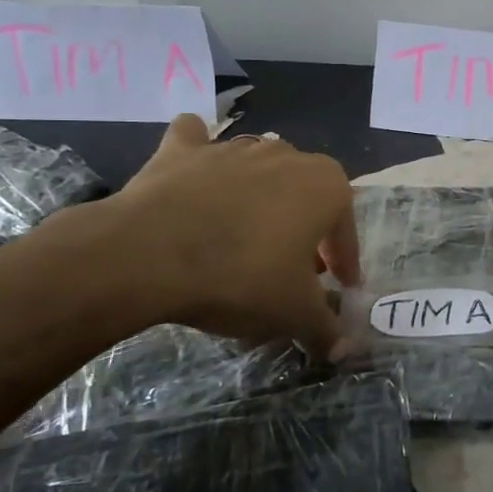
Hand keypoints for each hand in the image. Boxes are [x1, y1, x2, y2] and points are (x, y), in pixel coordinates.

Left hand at [99, 116, 359, 353]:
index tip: (337, 288)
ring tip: (243, 238)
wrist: (147, 255)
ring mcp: (232, 148)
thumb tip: (343, 348)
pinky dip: (198, 154)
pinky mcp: (181, 150)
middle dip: (304, 230)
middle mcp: (286, 156)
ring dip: (259, 198)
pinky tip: (194, 174)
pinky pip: (197, 143)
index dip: (343, 263)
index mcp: (326, 186)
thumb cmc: (241, 277)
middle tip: (290, 269)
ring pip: (258, 170)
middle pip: (305, 196)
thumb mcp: (294, 314)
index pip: (345, 231)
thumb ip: (326, 329)